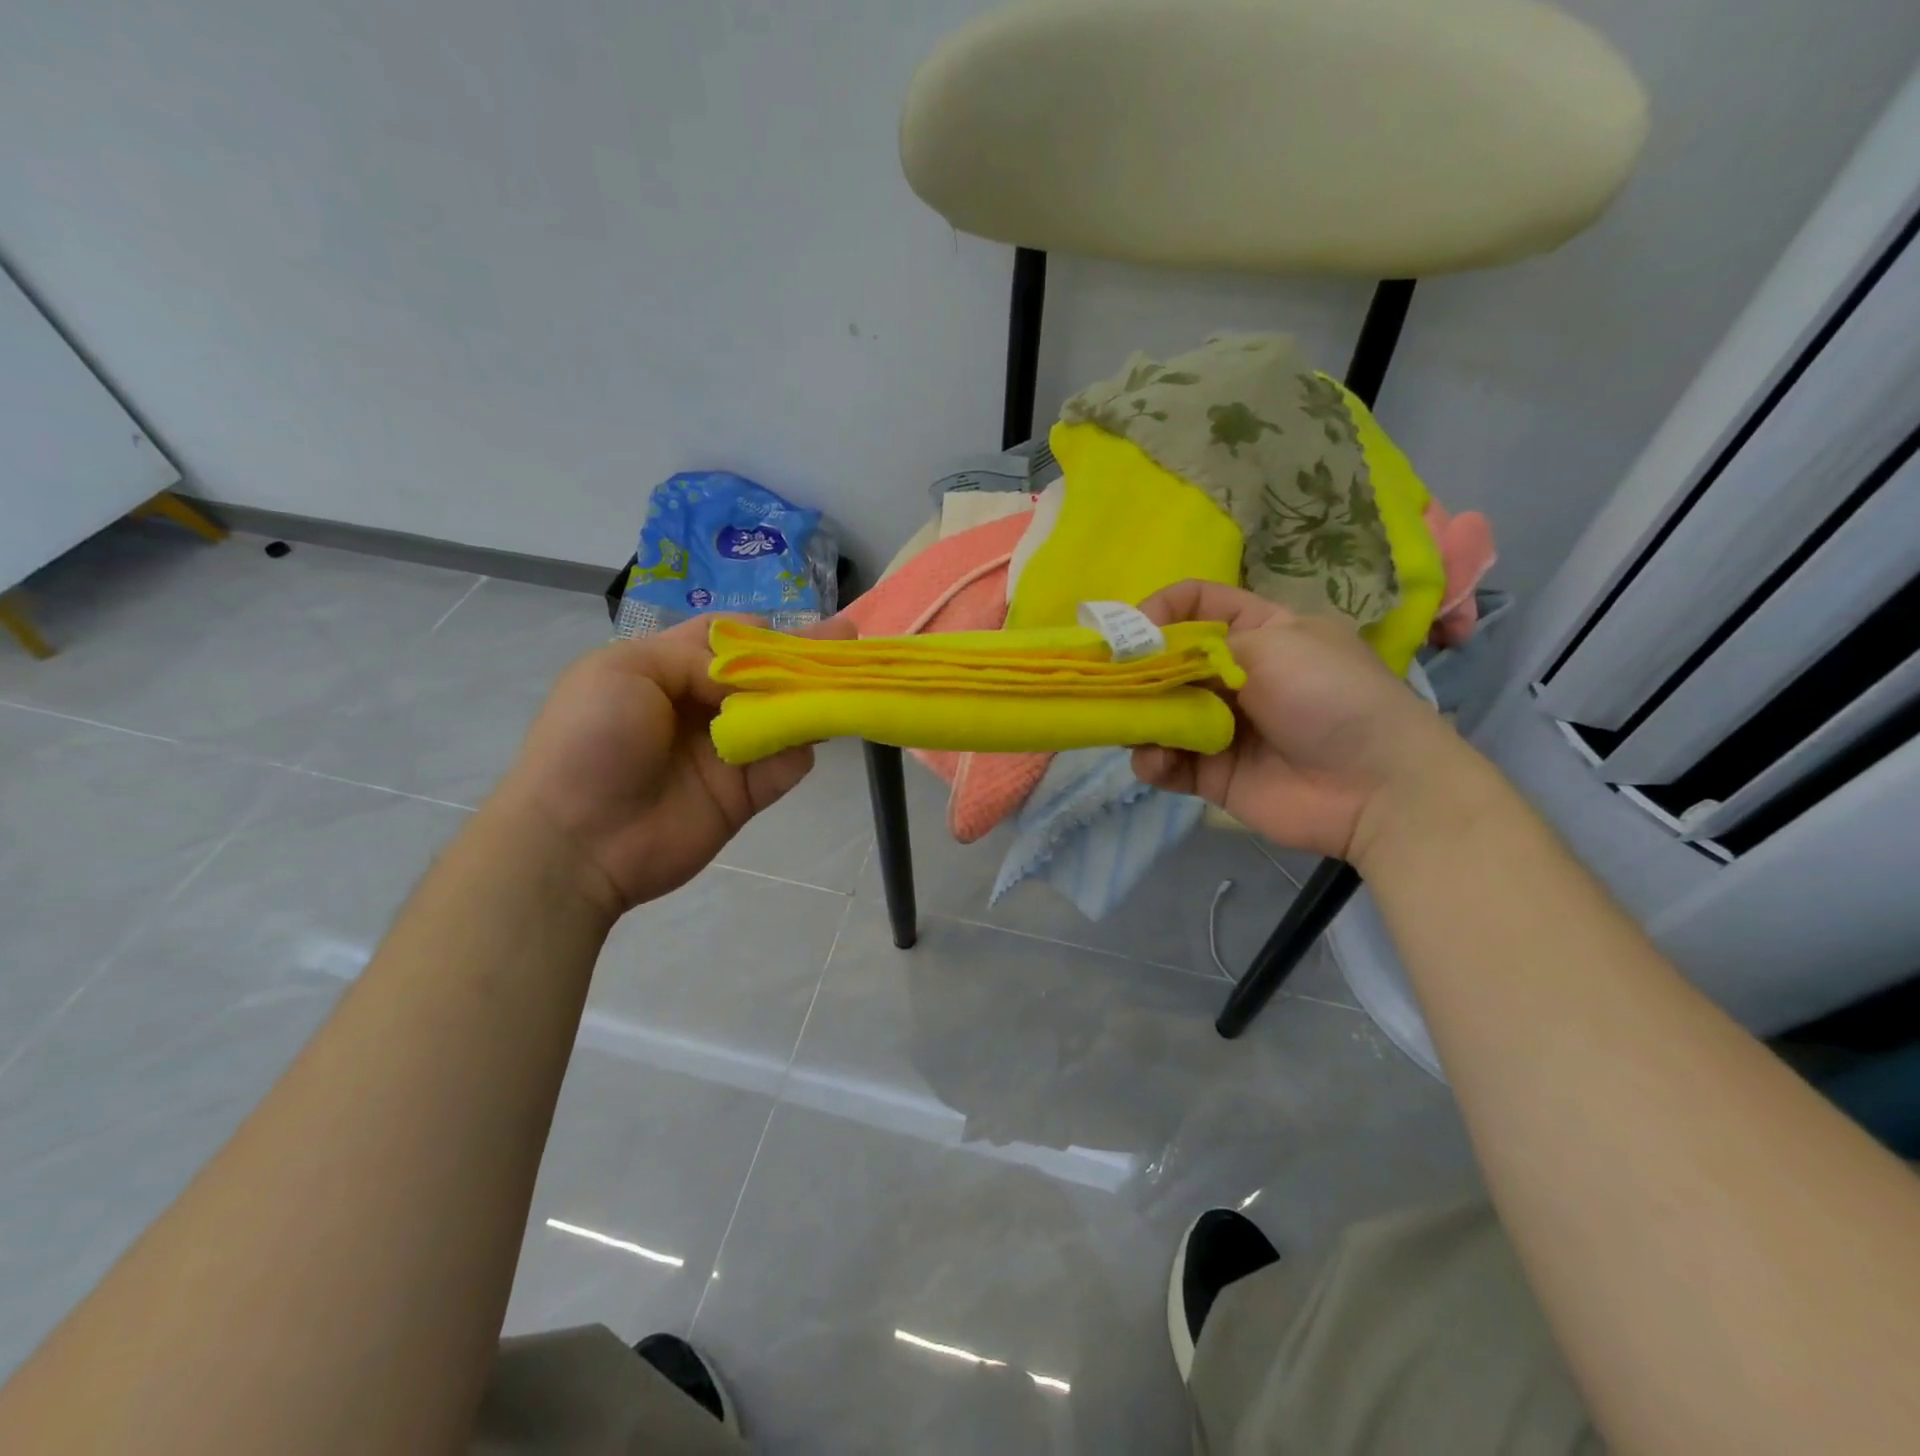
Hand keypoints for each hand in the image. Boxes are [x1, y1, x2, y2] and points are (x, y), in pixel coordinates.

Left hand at [490, 615, 852, 917]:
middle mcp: (702, 706)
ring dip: (814, 698)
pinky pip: (786, 765)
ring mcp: (727, 751)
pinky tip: (817, 732)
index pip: (725, 640)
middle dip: (805, 656)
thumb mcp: (626, 670)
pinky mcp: (745, 794)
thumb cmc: (591, 740)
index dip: (761, 630)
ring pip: (783, 716)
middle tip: (849, 638)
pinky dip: (802, 749)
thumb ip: (696, 656)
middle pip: (764, 675)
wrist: (576, 839)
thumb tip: (752, 670)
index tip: (794, 624)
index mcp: (668, 670)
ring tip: (850, 680)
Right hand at [1131, 580, 1450, 862]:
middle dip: (1135, 671)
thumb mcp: (1273, 645)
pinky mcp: (1211, 774)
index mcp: (1258, 631)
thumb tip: (1147, 656)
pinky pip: (1166, 761)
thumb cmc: (1330, 696)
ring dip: (1139, 718)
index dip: (1159, 610)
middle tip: (1107, 683)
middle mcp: (1234, 676)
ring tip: (1137, 728)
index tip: (1128, 632)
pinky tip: (1159, 761)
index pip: (1197, 604)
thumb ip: (1200, 648)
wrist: (1376, 787)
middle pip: (1167, 662)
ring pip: (1159, 713)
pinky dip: (1153, 760)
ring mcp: (1221, 726)